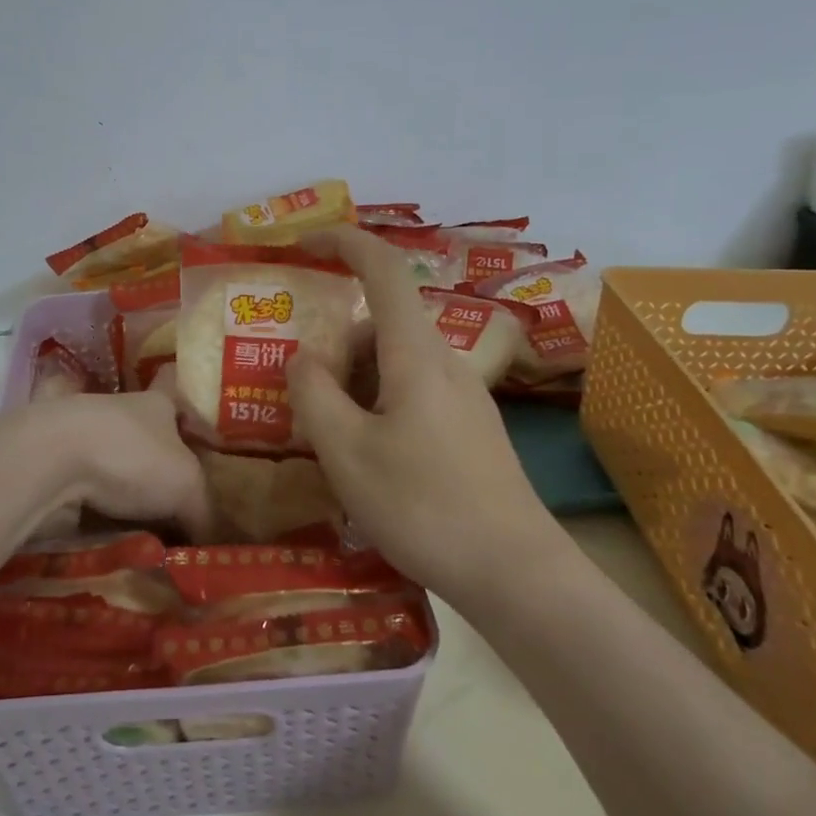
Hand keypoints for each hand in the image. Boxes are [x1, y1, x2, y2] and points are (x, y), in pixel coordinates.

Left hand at [34, 388, 215, 542]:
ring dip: (124, 486)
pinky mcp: (56, 461)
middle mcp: (119, 410)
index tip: (197, 431)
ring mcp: (83, 434)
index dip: (187, 407)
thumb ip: (203, 511)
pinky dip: (95, 504)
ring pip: (113, 459)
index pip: (175, 390)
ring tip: (145, 526)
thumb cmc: (132, 455)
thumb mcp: (186, 486)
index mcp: (156, 403)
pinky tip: (108, 531)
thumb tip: (213, 541)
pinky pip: (84, 484)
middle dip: (158, 462)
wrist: (52, 459)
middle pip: (146, 433)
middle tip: (178, 499)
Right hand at [288, 226, 568, 598]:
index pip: (382, 269)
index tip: (303, 243)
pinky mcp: (470, 429)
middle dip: (334, 345)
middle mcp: (444, 363)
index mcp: (415, 354)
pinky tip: (366, 459)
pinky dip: (377, 405)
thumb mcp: (347, 452)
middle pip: (380, 326)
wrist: (516, 573)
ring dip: (353, 383)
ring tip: (328, 439)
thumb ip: (314, 395)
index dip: (343, 242)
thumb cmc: (423, 505)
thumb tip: (303, 358)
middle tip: (299, 394)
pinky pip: (412, 394)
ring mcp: (464, 397)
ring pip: (394, 364)